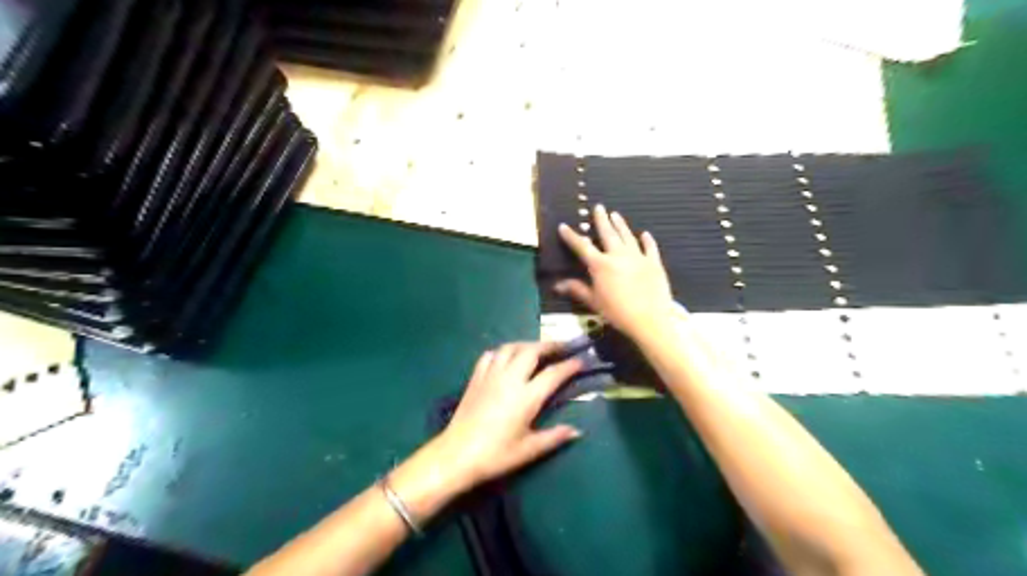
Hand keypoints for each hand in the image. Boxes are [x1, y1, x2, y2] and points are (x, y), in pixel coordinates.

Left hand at [437, 341, 584, 489]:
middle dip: (549, 345)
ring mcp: (491, 376)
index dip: (570, 365)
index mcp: (527, 397)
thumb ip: (554, 437)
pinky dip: (502, 352)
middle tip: (561, 347)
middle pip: (531, 351)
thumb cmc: (495, 455)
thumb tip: (577, 431)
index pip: (553, 374)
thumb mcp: (529, 450)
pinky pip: (490, 355)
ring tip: (536, 349)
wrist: (456, 455)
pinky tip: (506, 357)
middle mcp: (510, 379)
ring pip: (510, 348)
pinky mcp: (475, 378)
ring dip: (526, 344)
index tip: (581, 360)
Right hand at [558, 205, 679, 339]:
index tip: (563, 226)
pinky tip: (645, 234)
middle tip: (599, 207)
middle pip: (608, 233)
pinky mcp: (654, 263)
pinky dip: (647, 240)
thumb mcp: (594, 302)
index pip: (582, 247)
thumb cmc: (618, 313)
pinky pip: (650, 248)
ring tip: (616, 214)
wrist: (650, 320)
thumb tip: (557, 285)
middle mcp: (618, 255)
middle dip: (601, 220)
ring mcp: (638, 257)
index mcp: (600, 265)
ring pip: (627, 236)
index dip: (572, 236)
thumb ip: (577, 290)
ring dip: (620, 225)